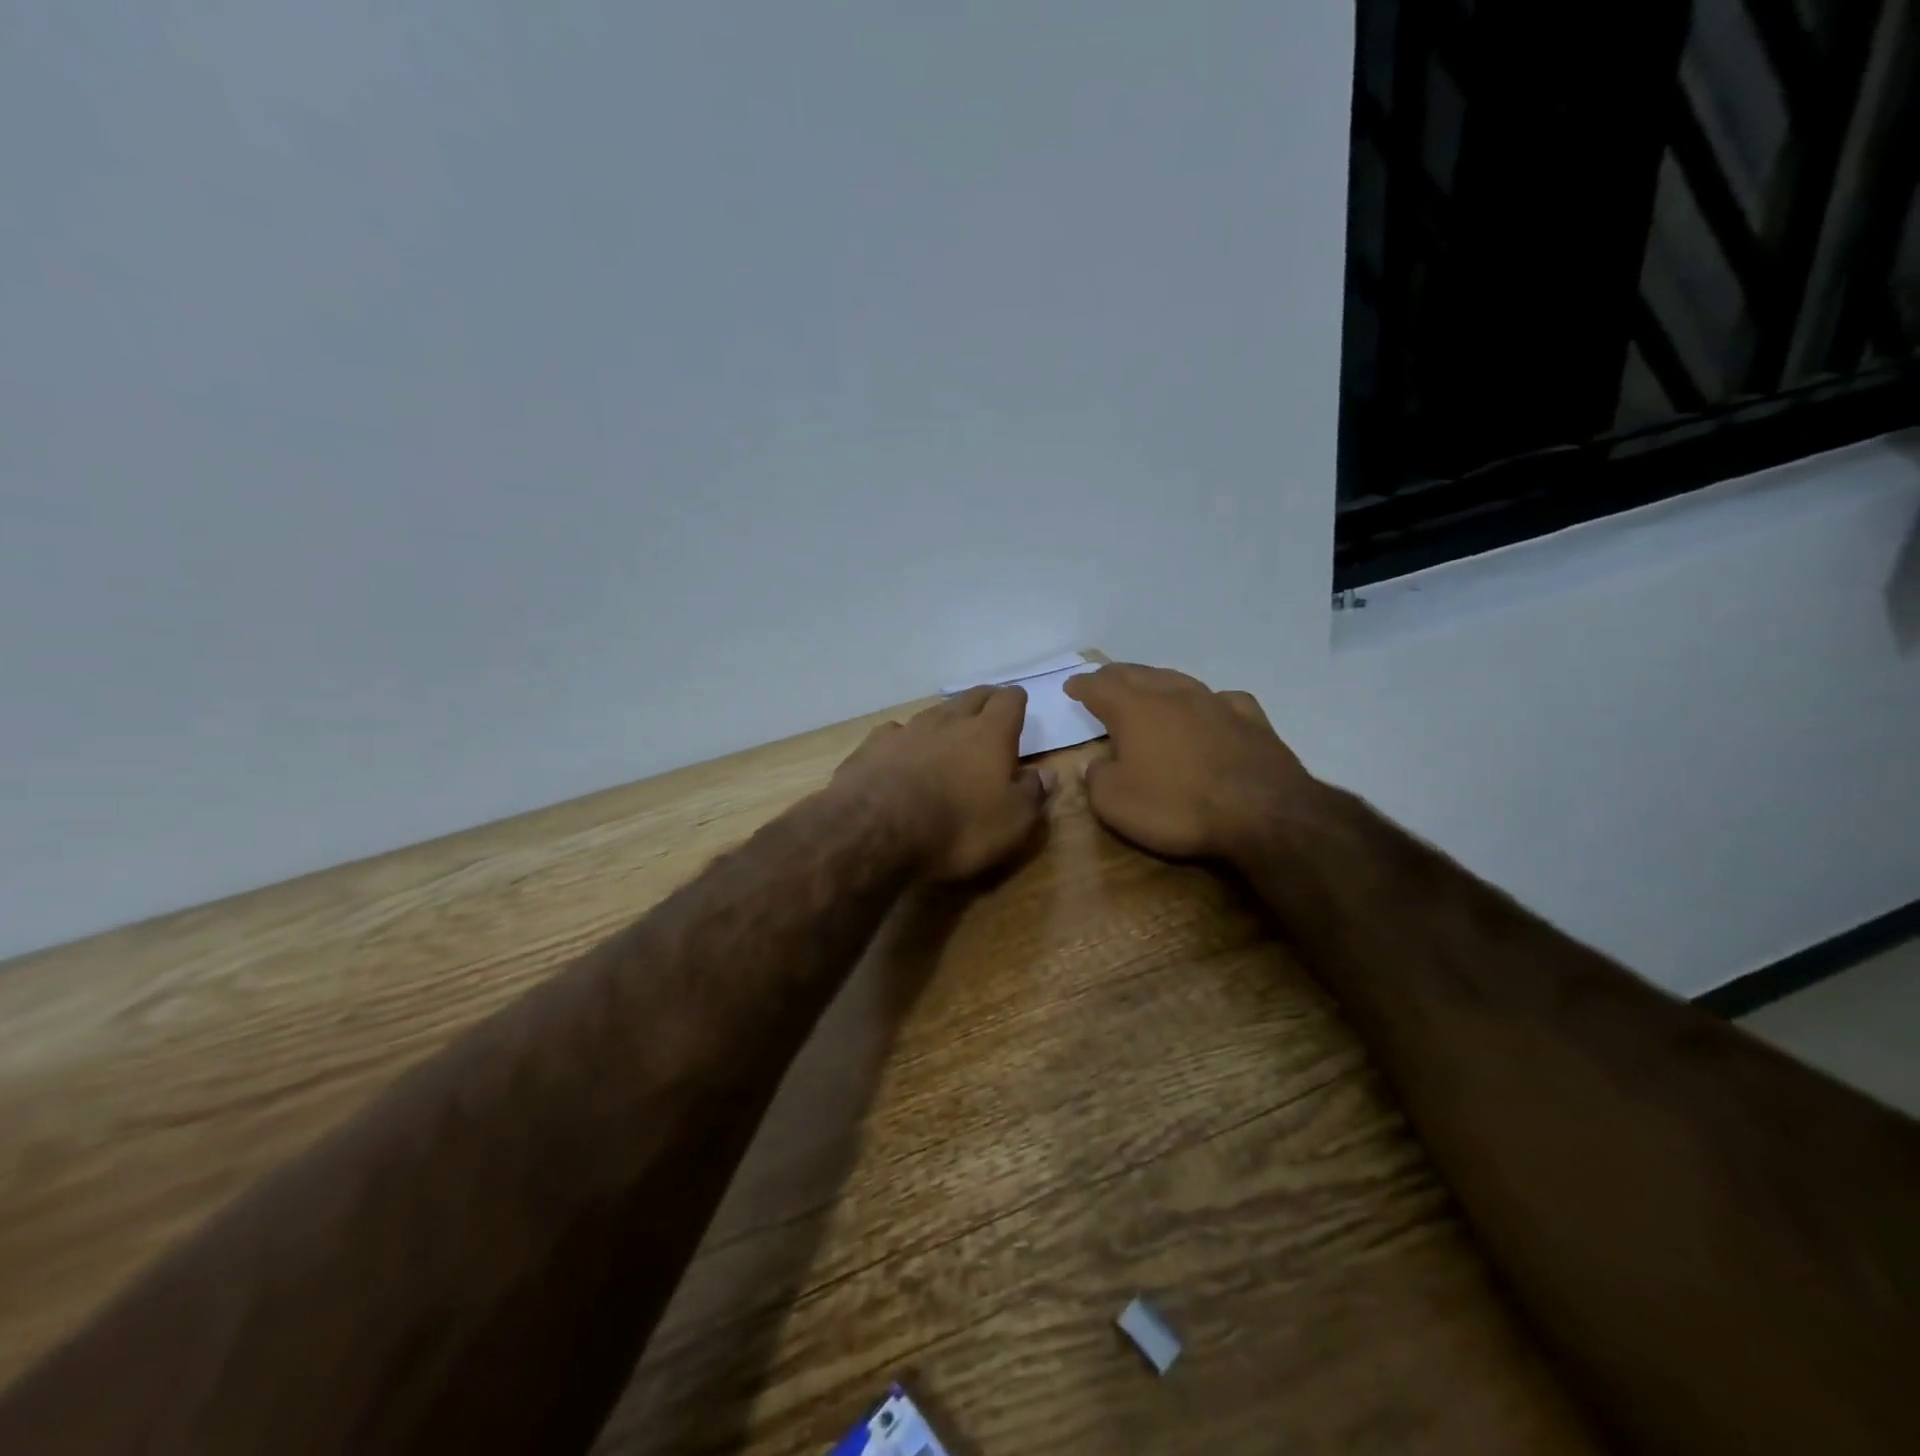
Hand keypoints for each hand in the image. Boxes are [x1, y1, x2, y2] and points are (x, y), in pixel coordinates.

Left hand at [833, 685, 1054, 880]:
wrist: (878, 829)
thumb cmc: (959, 827)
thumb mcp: (1012, 822)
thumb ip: (1032, 794)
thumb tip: (1046, 774)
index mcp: (990, 734)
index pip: (1010, 700)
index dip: (1016, 701)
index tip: (1019, 706)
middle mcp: (950, 721)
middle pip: (972, 697)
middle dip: (984, 701)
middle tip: (990, 712)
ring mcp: (908, 730)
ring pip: (934, 711)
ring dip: (946, 718)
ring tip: (950, 730)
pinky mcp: (874, 745)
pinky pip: (895, 732)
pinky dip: (905, 738)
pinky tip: (902, 750)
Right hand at [1063, 663, 1314, 861]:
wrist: (1263, 813)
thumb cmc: (1177, 806)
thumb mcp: (1115, 803)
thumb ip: (1097, 778)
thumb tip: (1098, 765)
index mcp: (1135, 709)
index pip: (1100, 687)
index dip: (1082, 686)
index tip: (1072, 686)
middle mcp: (1173, 695)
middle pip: (1137, 674)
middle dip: (1115, 676)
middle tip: (1103, 680)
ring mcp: (1216, 703)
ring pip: (1178, 680)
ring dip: (1157, 681)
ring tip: (1148, 687)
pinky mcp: (1251, 719)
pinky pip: (1222, 700)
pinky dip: (1207, 702)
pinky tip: (1210, 709)